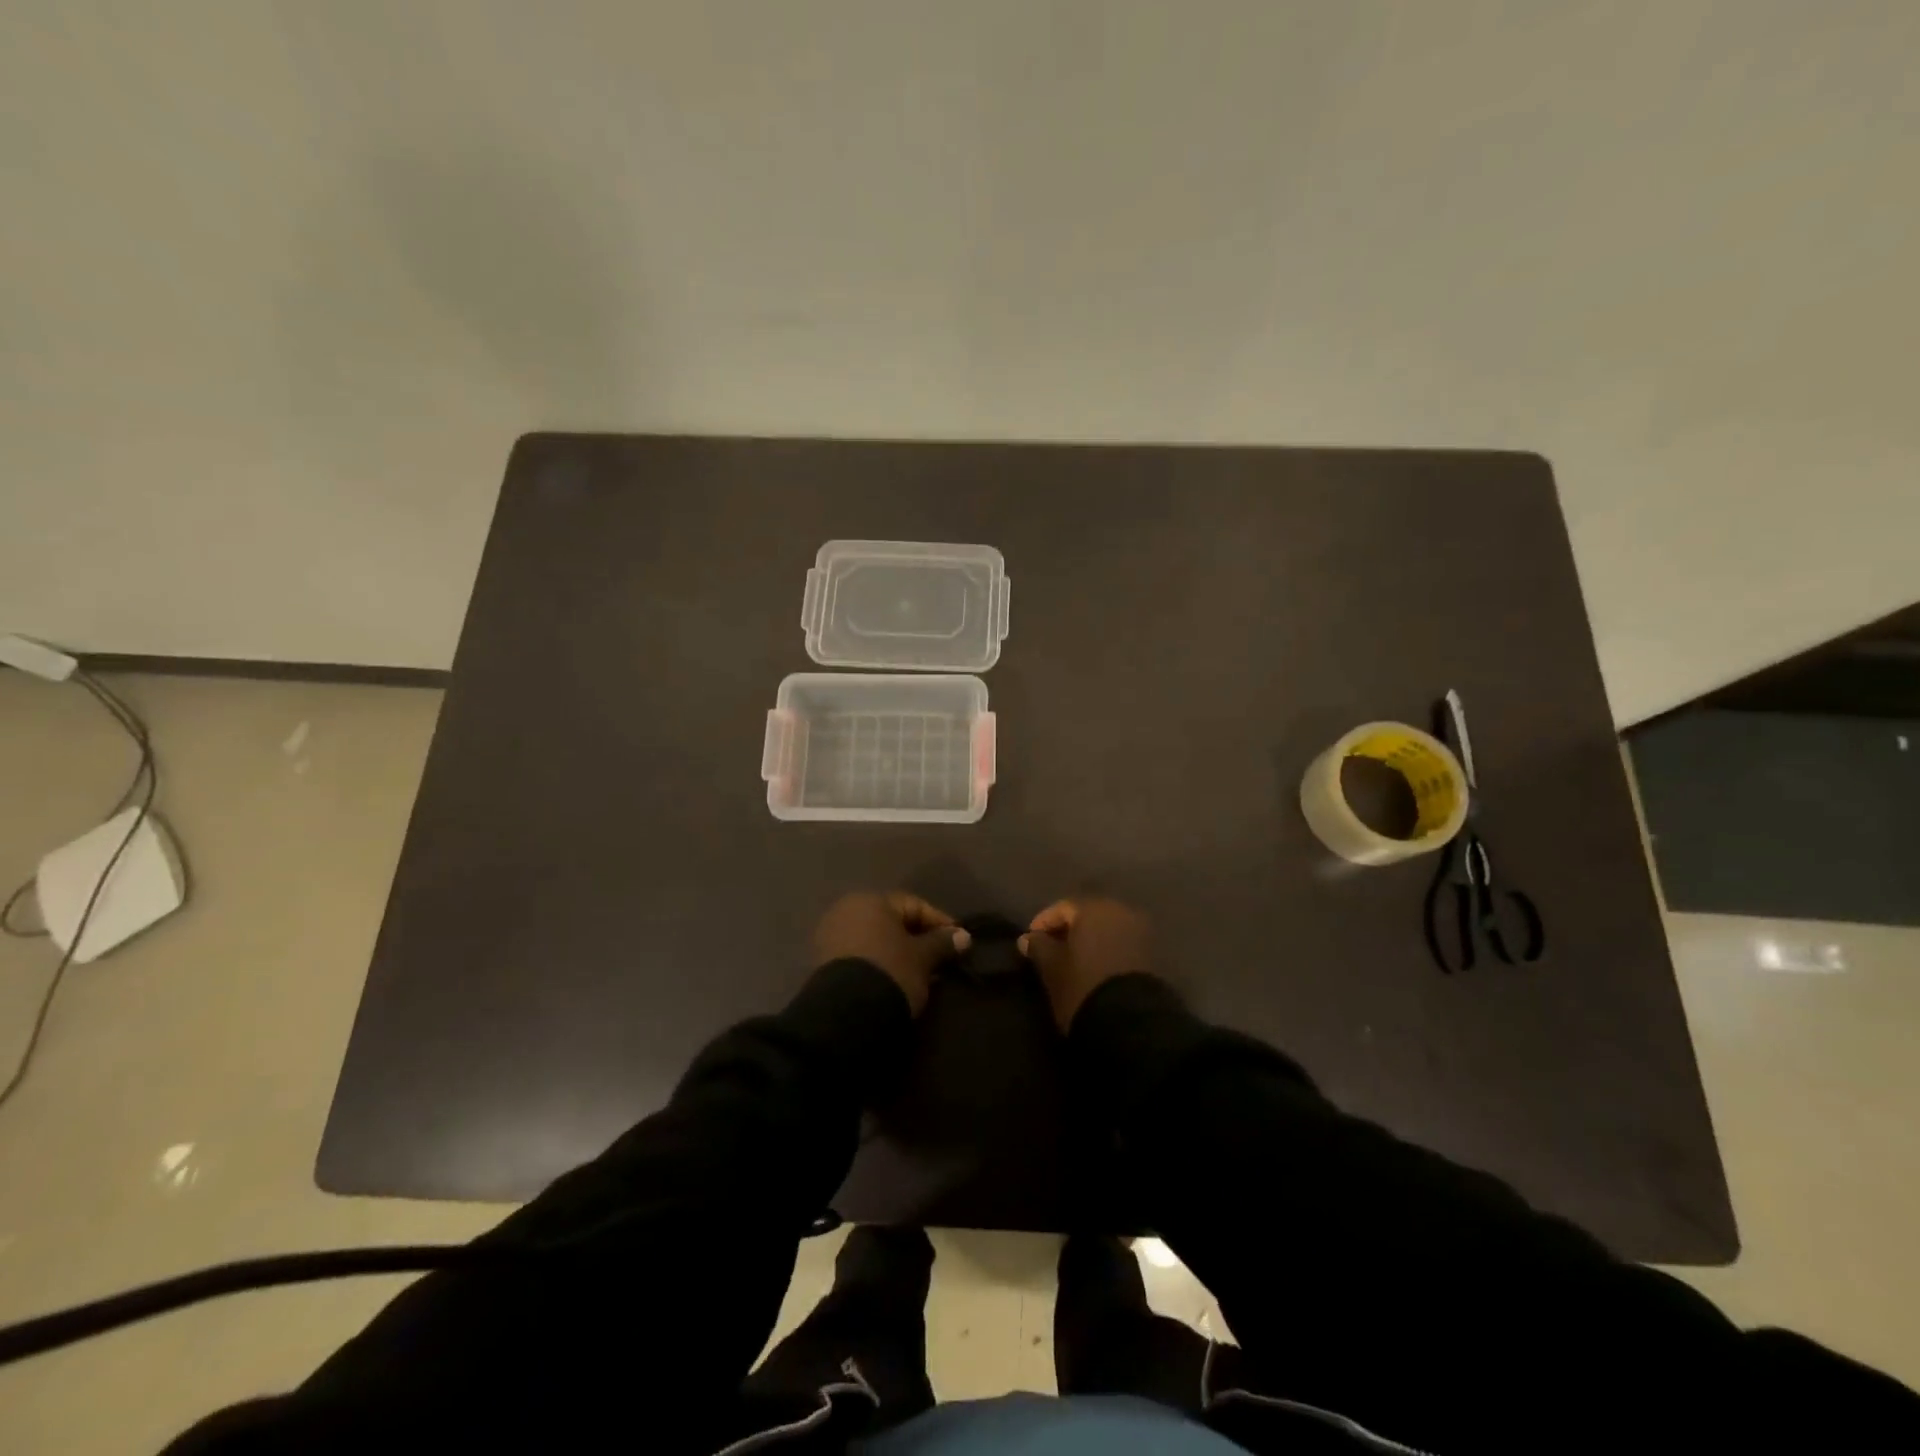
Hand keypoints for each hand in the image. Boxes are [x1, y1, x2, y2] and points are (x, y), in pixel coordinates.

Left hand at [813, 891, 969, 1015]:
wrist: (847, 1014)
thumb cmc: (891, 971)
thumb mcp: (923, 958)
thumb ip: (942, 943)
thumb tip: (963, 936)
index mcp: (870, 900)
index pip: (914, 905)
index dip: (939, 922)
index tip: (959, 941)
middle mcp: (847, 910)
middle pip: (892, 921)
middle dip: (918, 938)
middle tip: (940, 958)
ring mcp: (831, 935)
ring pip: (875, 939)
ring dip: (898, 952)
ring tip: (921, 973)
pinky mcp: (824, 962)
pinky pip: (861, 955)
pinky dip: (880, 963)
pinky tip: (895, 979)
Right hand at [1019, 897, 1152, 1030]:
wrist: (1130, 1023)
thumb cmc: (1083, 986)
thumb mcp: (1052, 967)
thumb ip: (1039, 947)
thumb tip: (1027, 939)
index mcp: (1094, 908)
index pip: (1062, 907)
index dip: (1043, 923)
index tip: (1029, 942)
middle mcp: (1120, 911)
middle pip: (1087, 914)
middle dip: (1067, 930)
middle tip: (1049, 950)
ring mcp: (1140, 932)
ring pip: (1105, 929)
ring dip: (1087, 941)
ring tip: (1071, 962)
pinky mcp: (1151, 954)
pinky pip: (1120, 943)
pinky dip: (1104, 950)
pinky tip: (1092, 968)